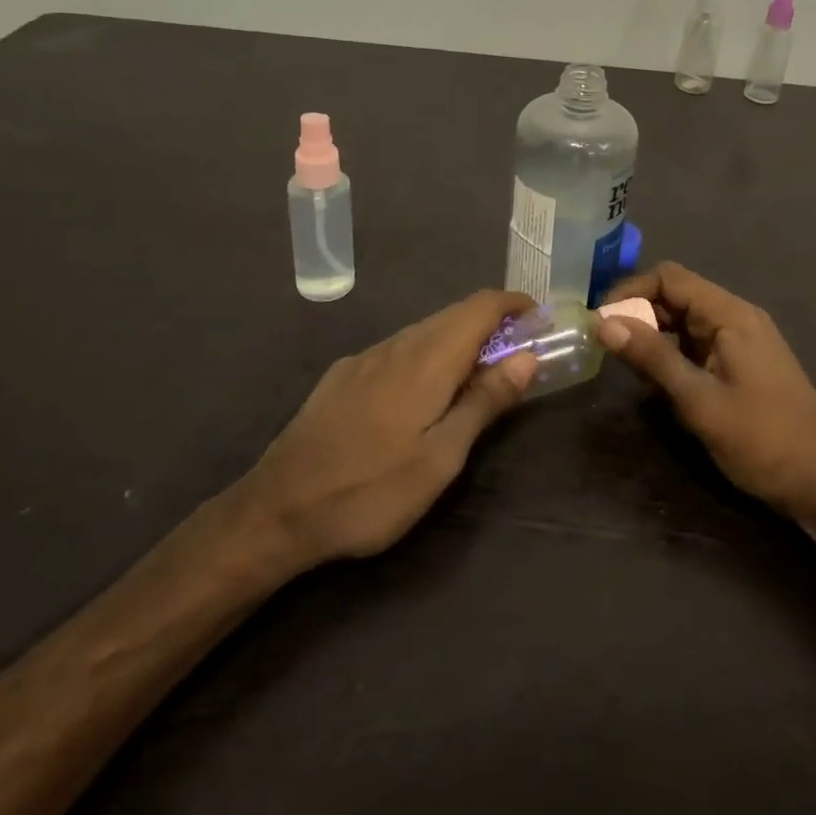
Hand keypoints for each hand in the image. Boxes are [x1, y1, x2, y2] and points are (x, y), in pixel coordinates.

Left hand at [240, 290, 537, 570]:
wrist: (276, 510)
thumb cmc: (371, 491)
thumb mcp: (441, 458)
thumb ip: (485, 401)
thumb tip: (527, 356)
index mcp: (428, 359)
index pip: (480, 306)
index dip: (514, 303)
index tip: (539, 318)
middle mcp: (398, 344)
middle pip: (454, 314)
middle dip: (491, 323)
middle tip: (517, 353)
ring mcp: (366, 357)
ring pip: (425, 330)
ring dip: (459, 339)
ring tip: (476, 375)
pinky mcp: (344, 374)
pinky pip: (398, 348)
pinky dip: (427, 354)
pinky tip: (422, 391)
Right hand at [597, 262, 815, 517]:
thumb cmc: (763, 439)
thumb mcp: (700, 400)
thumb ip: (652, 358)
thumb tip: (604, 323)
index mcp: (730, 314)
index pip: (670, 278)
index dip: (630, 291)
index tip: (600, 321)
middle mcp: (735, 317)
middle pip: (676, 295)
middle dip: (638, 313)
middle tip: (605, 345)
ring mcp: (740, 340)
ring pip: (684, 321)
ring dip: (653, 335)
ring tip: (623, 363)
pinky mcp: (740, 363)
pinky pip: (696, 343)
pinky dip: (671, 353)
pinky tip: (655, 380)